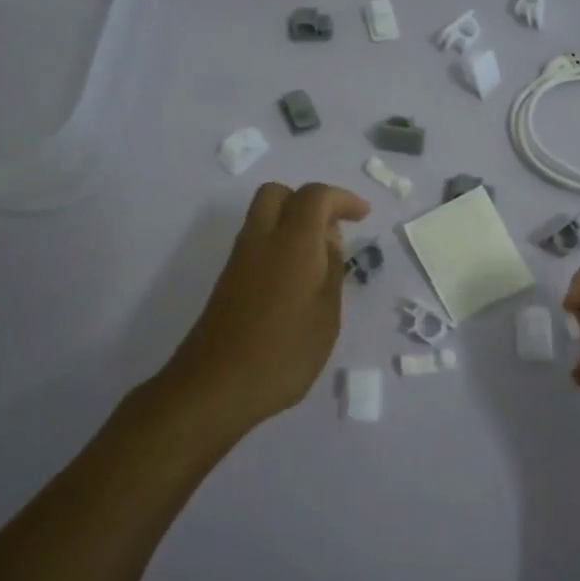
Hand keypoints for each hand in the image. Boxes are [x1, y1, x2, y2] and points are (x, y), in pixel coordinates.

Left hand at [158, 182, 370, 434]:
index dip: (342, 198)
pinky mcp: (228, 281)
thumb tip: (329, 240)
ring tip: (321, 258)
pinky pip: (256, 243)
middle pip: (278, 193)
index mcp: (292, 242)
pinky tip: (296, 280)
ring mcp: (239, 260)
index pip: (315, 196)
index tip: (364, 216)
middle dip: (309, 201)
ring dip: (292, 222)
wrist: (215, 386)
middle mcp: (260, 240)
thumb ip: (331, 270)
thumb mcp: (326, 315)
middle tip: (334, 229)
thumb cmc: (284, 353)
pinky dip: (279, 243)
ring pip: (263, 217)